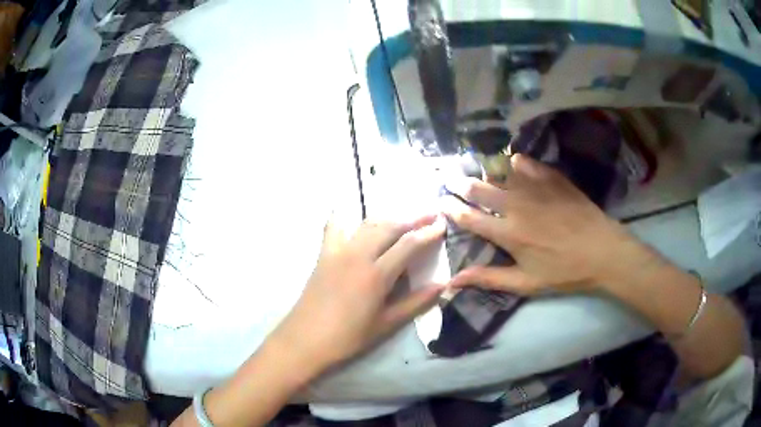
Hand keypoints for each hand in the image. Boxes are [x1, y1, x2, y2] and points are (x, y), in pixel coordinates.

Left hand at [270, 214, 445, 373]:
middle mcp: (358, 255)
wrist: (305, 340)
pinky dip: (344, 217)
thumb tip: (443, 286)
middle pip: (389, 226)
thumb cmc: (348, 337)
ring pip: (367, 224)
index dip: (428, 233)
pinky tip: (349, 211)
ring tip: (403, 219)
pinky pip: (334, 227)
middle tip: (430, 215)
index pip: (408, 244)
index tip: (442, 224)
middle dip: (412, 218)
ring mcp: (338, 251)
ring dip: (388, 218)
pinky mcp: (323, 254)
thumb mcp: (386, 323)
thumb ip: (416, 302)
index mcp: (376, 274)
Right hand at [443, 154, 650, 295]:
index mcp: (507, 234)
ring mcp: (534, 188)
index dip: (450, 208)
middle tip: (450, 178)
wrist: (602, 251)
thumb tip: (453, 281)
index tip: (440, 200)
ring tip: (477, 170)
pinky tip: (513, 164)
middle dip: (461, 183)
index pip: (469, 218)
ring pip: (499, 173)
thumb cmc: (564, 271)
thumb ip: (489, 279)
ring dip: (485, 172)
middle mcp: (515, 206)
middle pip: (479, 189)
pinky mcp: (551, 178)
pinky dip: (515, 162)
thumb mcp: (526, 283)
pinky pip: (526, 163)